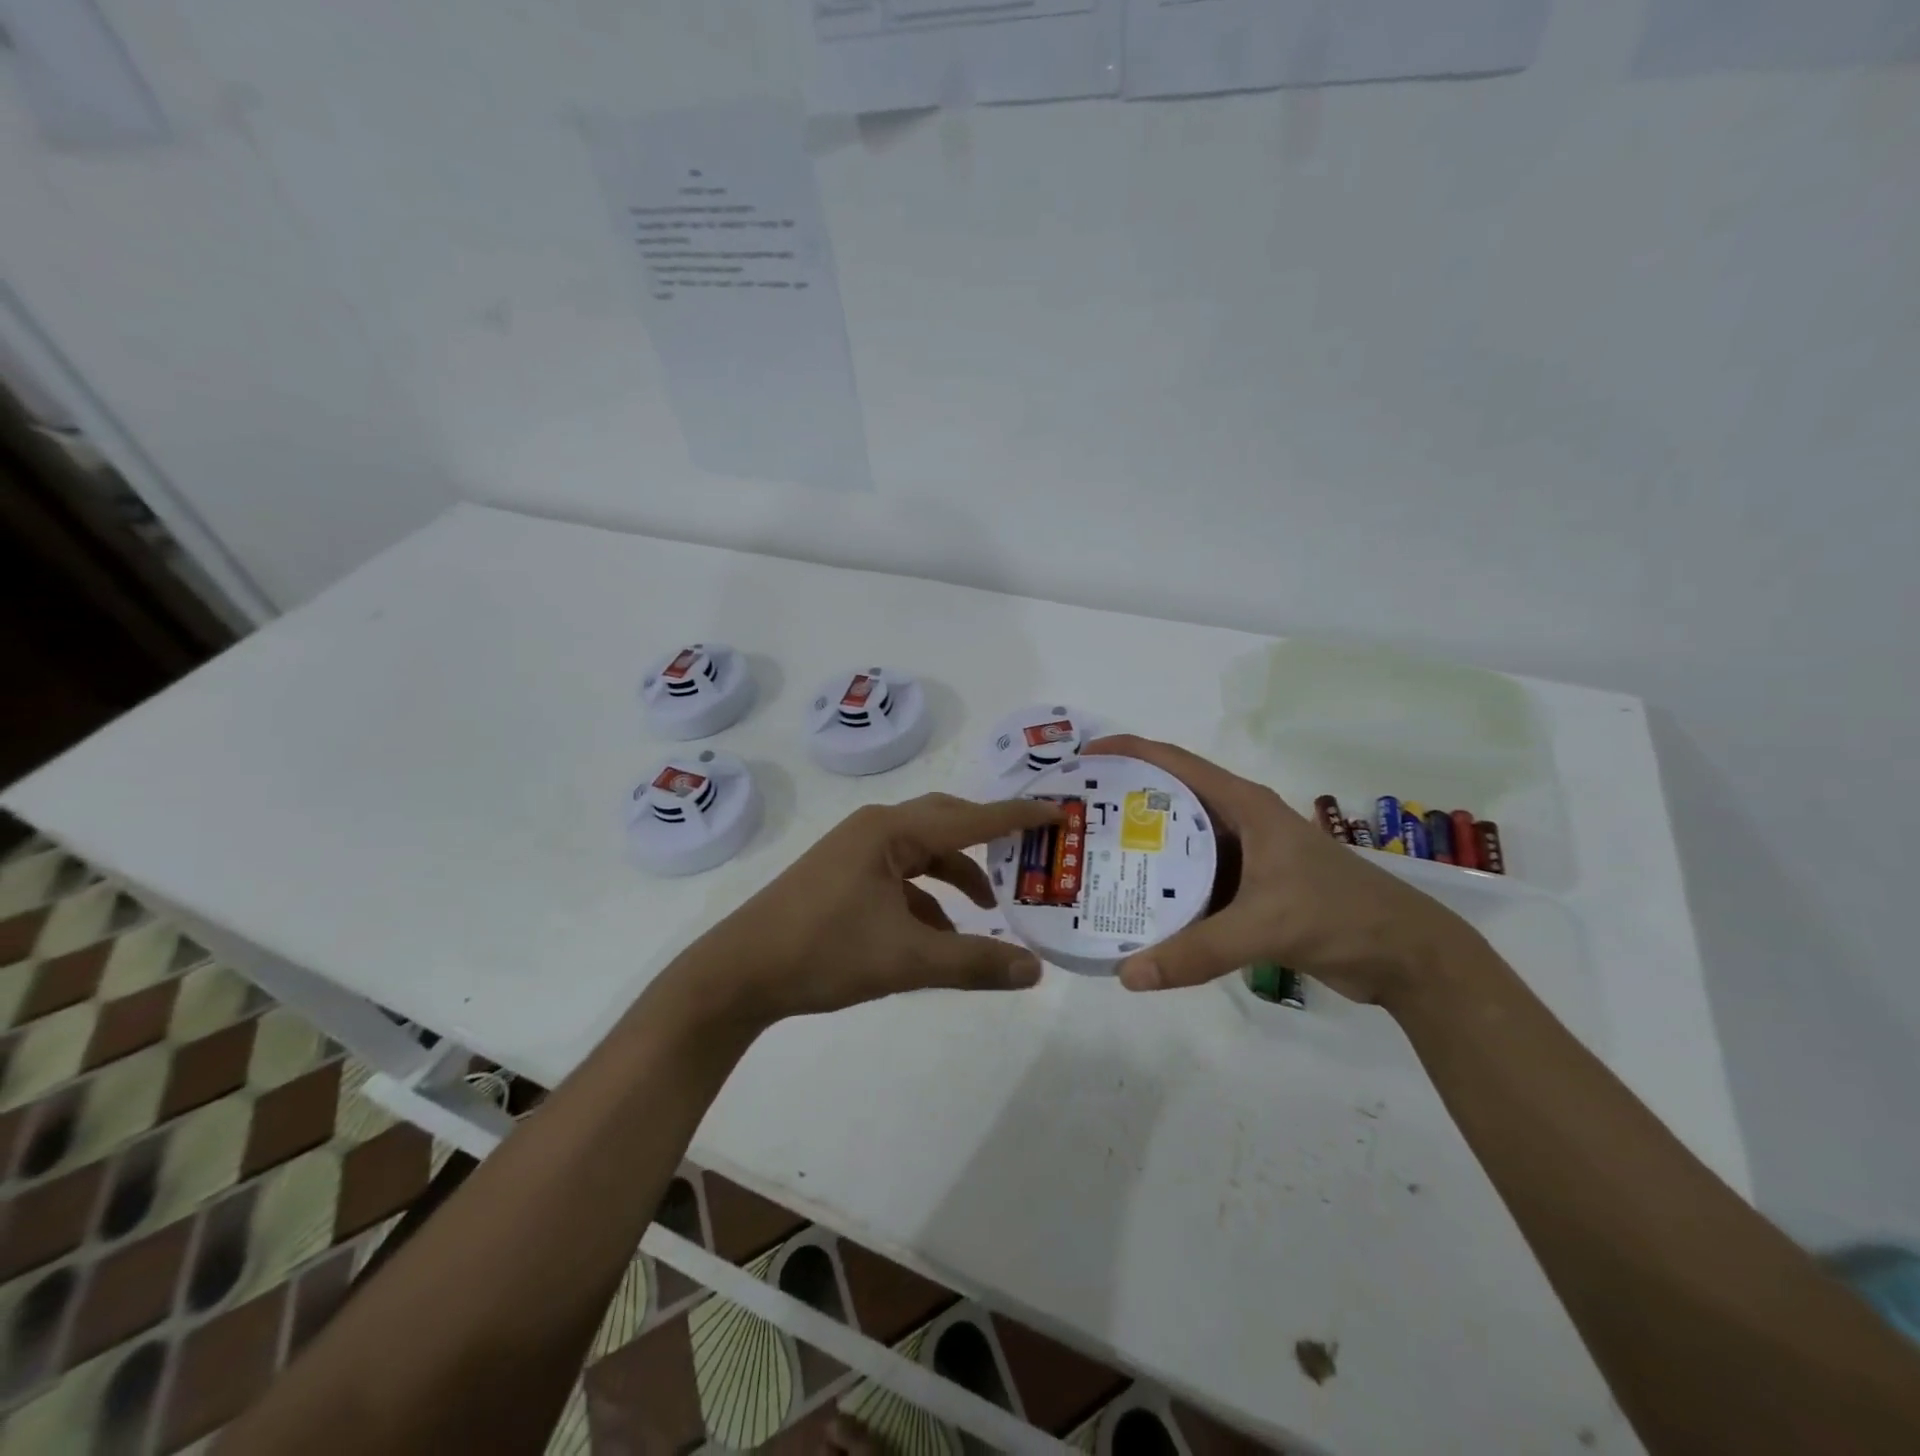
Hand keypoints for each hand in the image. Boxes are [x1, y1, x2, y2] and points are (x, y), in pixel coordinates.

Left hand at [668, 793, 1061, 1027]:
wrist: (738, 973)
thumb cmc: (822, 952)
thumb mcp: (905, 960)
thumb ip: (973, 963)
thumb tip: (1034, 971)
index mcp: (891, 832)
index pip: (970, 818)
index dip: (1017, 817)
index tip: (1058, 812)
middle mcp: (875, 830)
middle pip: (946, 824)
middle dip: (988, 841)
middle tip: (1029, 855)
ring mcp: (854, 852)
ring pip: (922, 854)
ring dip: (957, 877)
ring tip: (989, 910)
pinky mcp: (842, 877)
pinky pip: (899, 877)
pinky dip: (927, 899)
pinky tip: (939, 935)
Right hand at [1084, 735, 1481, 1005]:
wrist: (1406, 956)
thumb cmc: (1340, 915)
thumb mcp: (1265, 926)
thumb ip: (1196, 951)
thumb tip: (1127, 975)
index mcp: (1244, 806)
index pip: (1175, 762)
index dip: (1128, 751)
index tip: (1082, 757)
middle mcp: (1239, 822)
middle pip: (1169, 801)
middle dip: (1122, 804)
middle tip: (1075, 818)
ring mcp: (1245, 857)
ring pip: (1180, 846)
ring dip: (1142, 851)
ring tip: (1091, 862)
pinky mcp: (1250, 890)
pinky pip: (1194, 882)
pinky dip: (1165, 891)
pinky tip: (1134, 908)